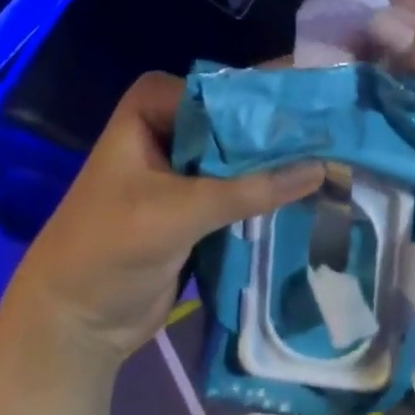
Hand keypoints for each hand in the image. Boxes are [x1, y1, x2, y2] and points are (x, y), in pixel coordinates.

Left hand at [6, 71, 323, 364]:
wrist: (71, 326)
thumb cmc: (109, 249)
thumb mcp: (179, 212)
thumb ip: (249, 189)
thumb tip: (321, 166)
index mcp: (156, 102)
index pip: (229, 87)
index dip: (275, 97)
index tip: (328, 101)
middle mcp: (173, 120)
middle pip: (239, 118)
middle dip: (283, 130)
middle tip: (344, 128)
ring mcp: (185, 160)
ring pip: (244, 151)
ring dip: (281, 161)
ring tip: (342, 155)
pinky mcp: (197, 197)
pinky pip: (241, 184)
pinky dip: (270, 190)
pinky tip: (314, 188)